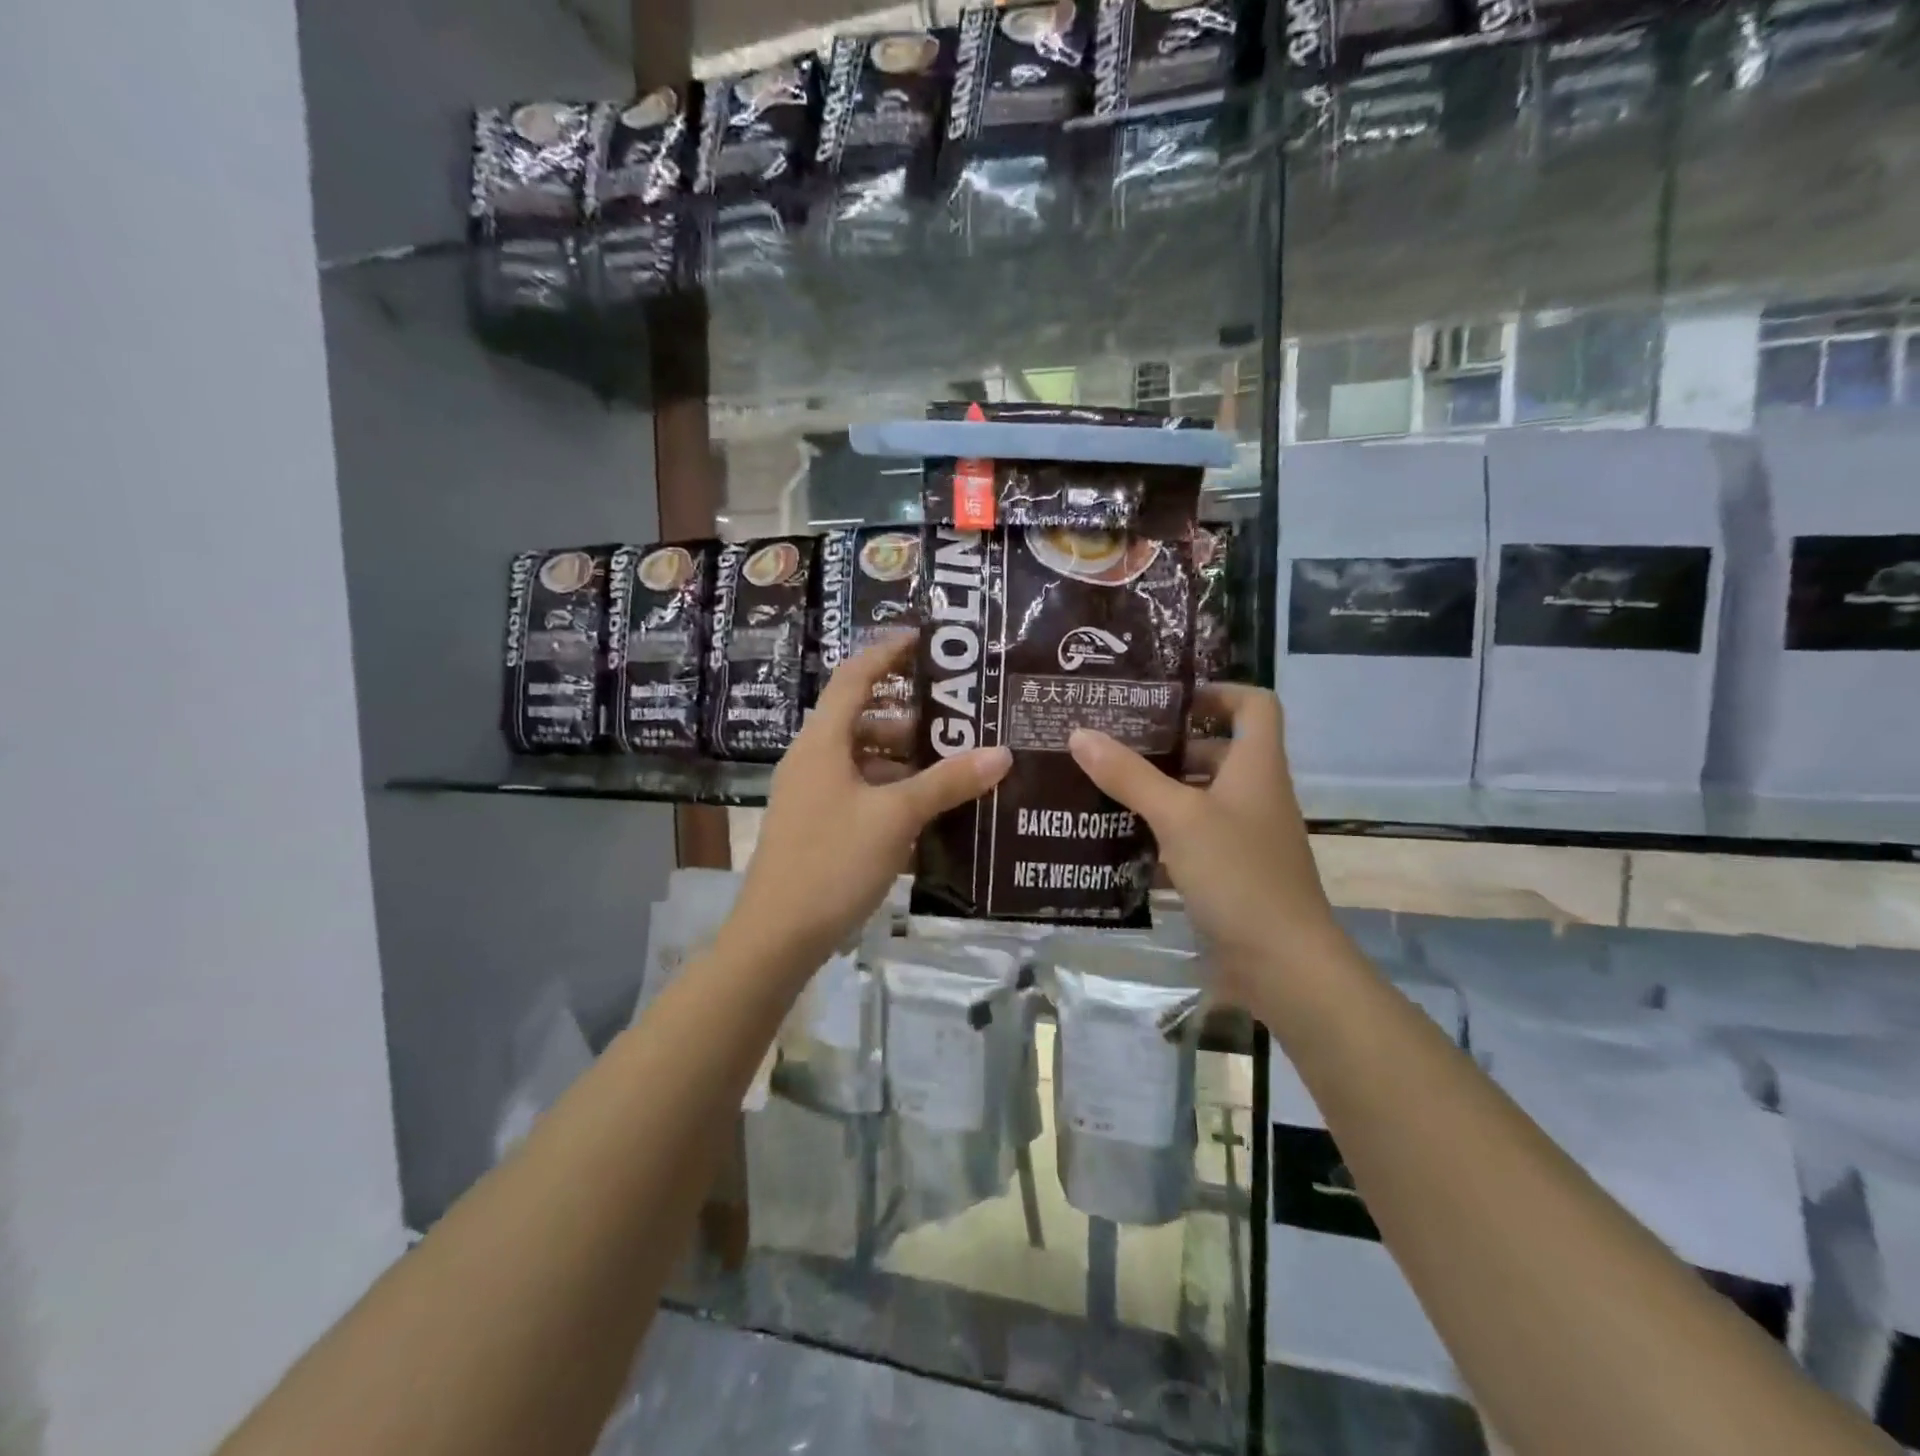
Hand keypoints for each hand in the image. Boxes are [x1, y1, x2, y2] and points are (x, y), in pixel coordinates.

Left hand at [725, 635, 1011, 975]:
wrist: (777, 936)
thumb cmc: (832, 862)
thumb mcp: (895, 818)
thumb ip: (947, 783)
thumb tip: (1001, 753)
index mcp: (823, 742)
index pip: (854, 677)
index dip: (886, 652)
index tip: (923, 638)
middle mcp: (813, 759)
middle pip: (863, 719)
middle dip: (910, 716)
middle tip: (959, 717)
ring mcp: (813, 794)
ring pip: (864, 759)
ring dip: (905, 759)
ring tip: (954, 765)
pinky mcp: (818, 825)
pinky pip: (861, 791)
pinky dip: (892, 790)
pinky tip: (928, 809)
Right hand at [1069, 685, 1337, 1000]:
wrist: (1283, 966)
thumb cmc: (1239, 874)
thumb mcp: (1179, 817)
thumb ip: (1129, 776)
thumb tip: (1080, 734)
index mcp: (1256, 767)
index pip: (1254, 705)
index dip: (1217, 692)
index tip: (1166, 700)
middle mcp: (1254, 795)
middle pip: (1217, 752)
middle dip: (1168, 746)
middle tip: (1113, 743)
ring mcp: (1243, 837)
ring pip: (1199, 799)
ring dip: (1157, 792)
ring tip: (1103, 787)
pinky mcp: (1229, 874)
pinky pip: (1190, 841)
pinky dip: (1159, 837)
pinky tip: (1116, 842)